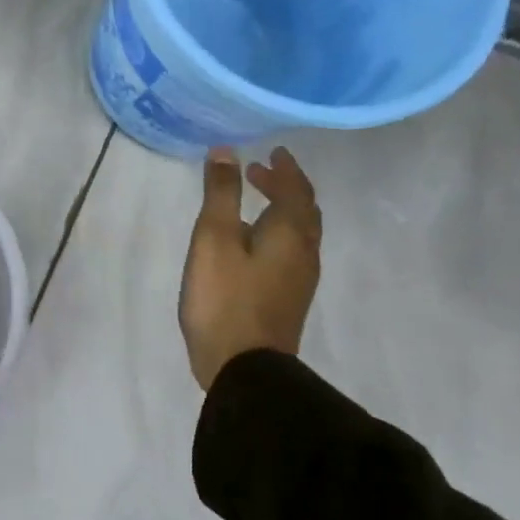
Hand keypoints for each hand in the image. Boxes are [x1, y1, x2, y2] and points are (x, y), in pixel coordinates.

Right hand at [179, 145, 322, 389]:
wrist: (245, 368)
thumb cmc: (225, 296)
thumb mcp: (214, 237)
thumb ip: (222, 193)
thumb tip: (227, 151)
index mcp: (290, 233)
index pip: (296, 190)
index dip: (285, 168)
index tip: (273, 151)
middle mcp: (303, 253)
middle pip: (304, 211)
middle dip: (285, 186)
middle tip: (259, 171)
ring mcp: (299, 279)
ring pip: (299, 232)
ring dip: (282, 209)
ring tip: (255, 200)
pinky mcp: (287, 298)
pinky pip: (291, 251)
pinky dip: (277, 231)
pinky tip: (252, 241)